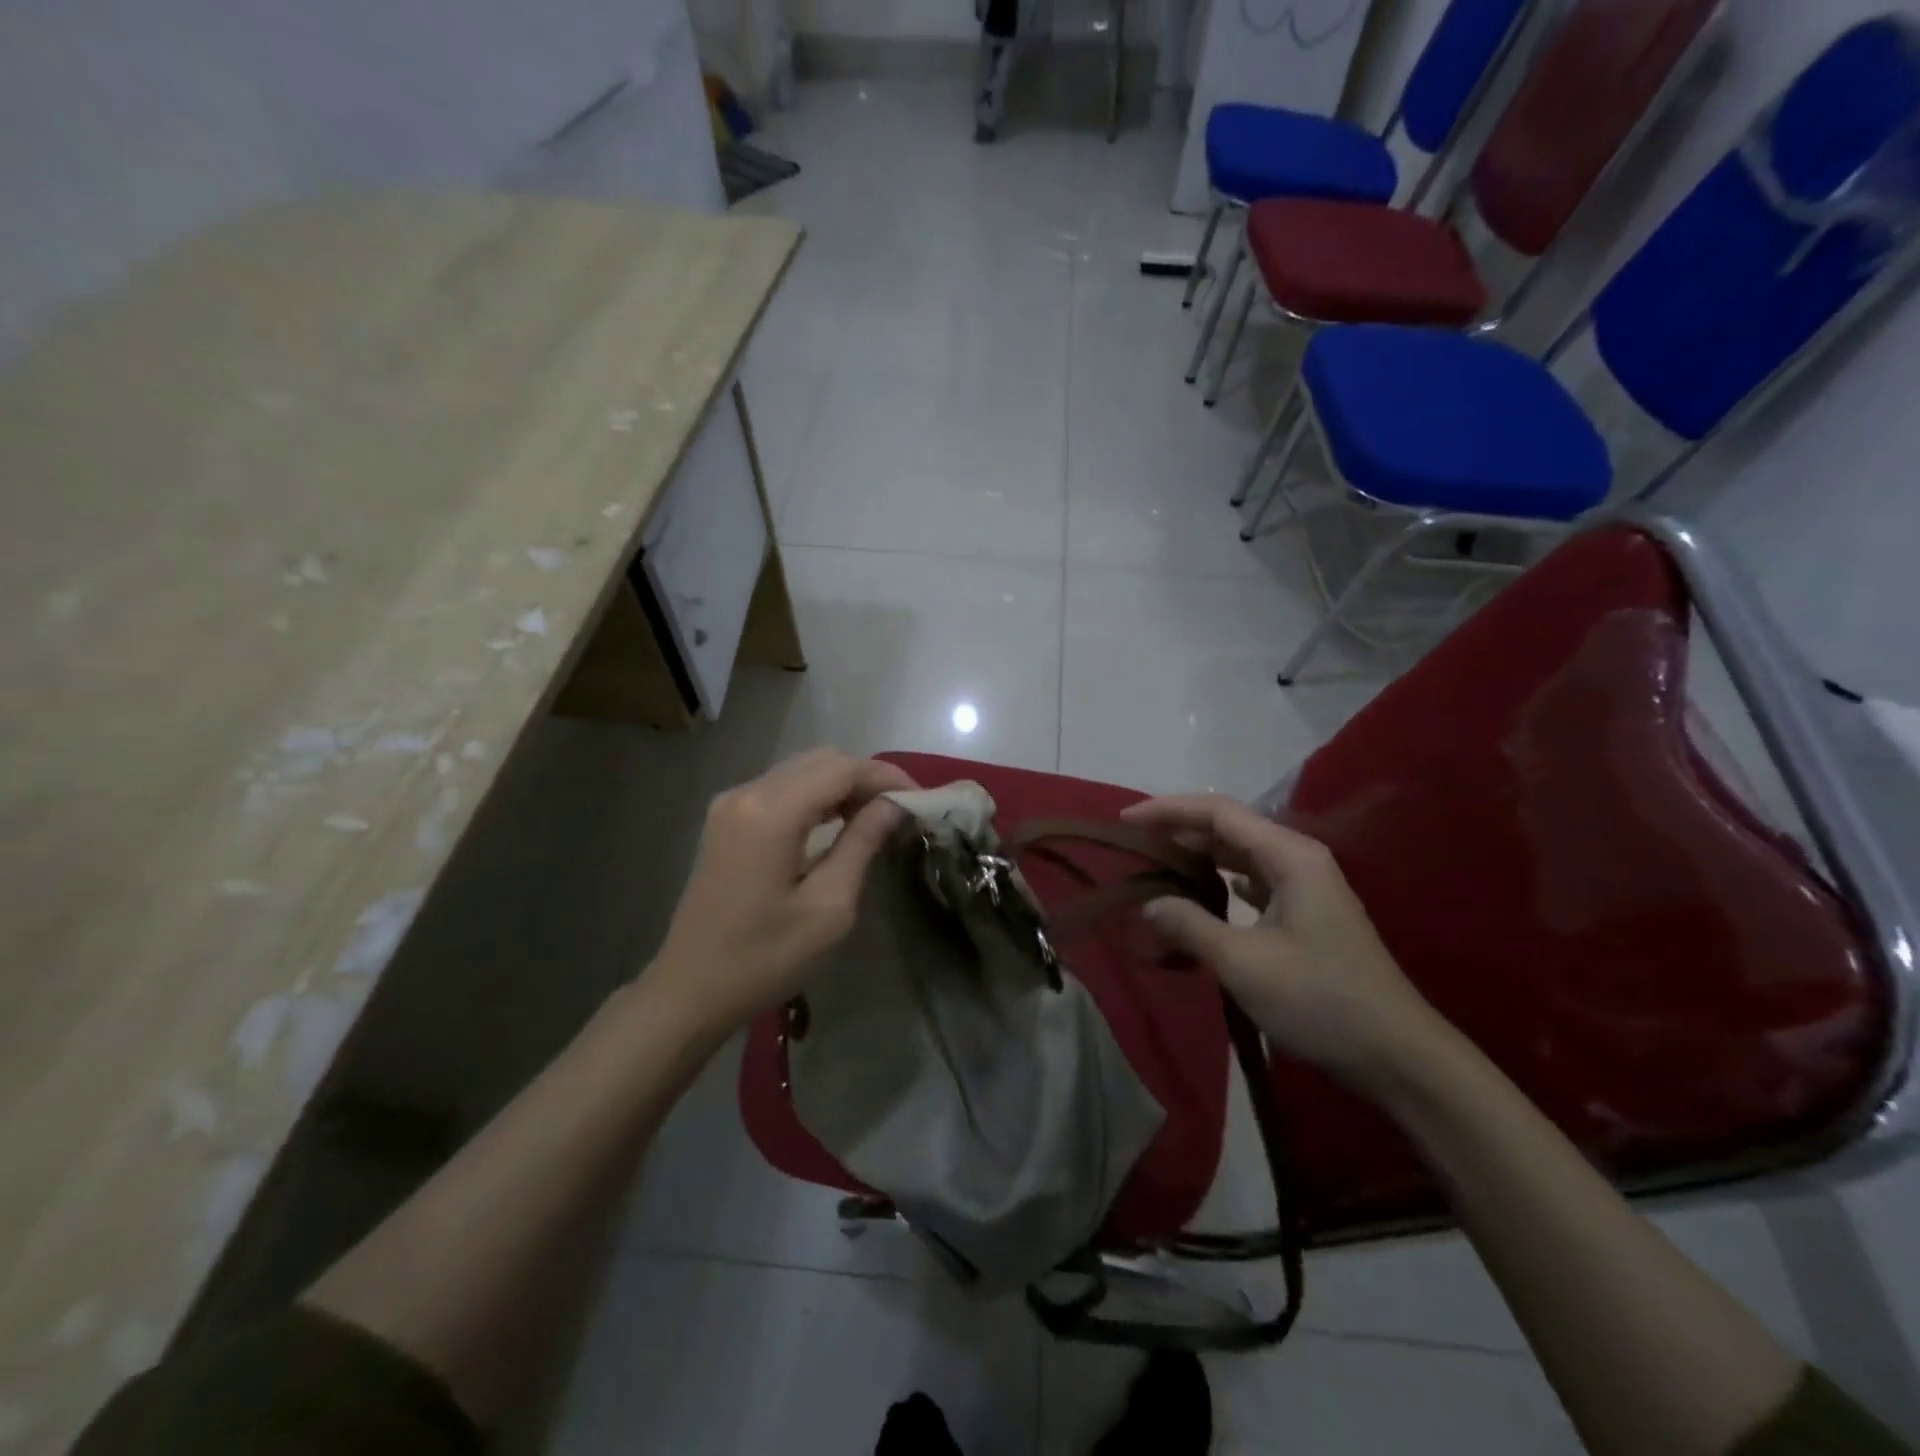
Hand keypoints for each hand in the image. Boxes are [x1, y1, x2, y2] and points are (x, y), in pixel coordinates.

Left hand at [646, 749, 916, 1036]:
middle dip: (865, 778)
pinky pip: (780, 788)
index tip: (920, 798)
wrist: (690, 990)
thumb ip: (862, 844)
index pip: (842, 769)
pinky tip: (834, 824)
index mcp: (771, 813)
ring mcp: (730, 804)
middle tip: (898, 811)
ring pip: (800, 770)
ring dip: (841, 785)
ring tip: (874, 818)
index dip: (886, 776)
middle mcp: (746, 793)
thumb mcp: (829, 907)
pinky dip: (815, 795)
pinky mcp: (725, 820)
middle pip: (821, 760)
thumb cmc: (765, 958)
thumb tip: (893, 804)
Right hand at [1121, 794, 1452, 1097]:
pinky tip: (1197, 898)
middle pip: (1229, 829)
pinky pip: (1252, 884)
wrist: (1397, 1056)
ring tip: (1154, 867)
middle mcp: (1299, 860)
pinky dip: (1218, 885)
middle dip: (1179, 831)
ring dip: (1197, 859)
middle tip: (1132, 845)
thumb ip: (1190, 925)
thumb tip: (1149, 904)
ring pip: (1240, 857)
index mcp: (1290, 856)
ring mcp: (1305, 888)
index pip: (1218, 812)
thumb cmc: (1320, 1000)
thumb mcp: (1244, 962)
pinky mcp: (1305, 916)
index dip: (1168, 810)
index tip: (1125, 821)